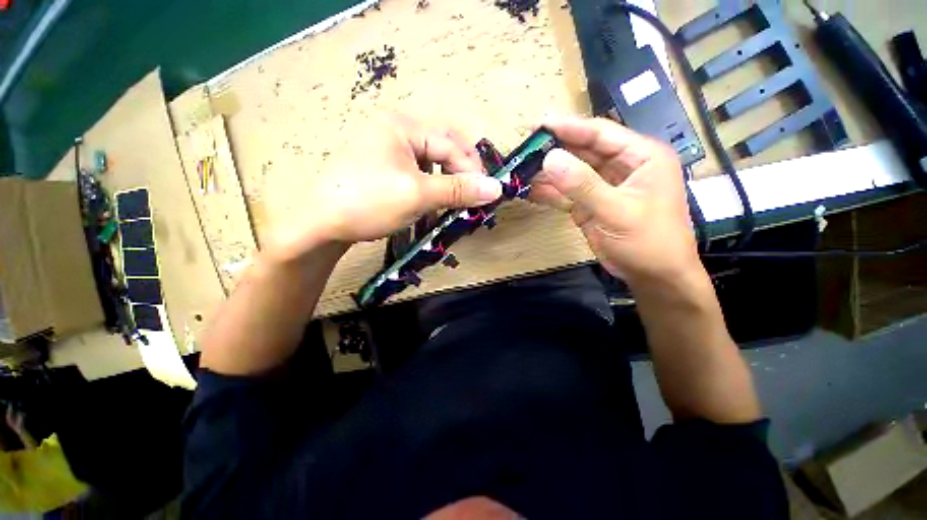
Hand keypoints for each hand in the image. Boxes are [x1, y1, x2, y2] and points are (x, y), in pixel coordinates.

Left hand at [270, 113, 501, 260]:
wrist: (320, 224)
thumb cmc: (369, 203)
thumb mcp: (418, 195)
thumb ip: (458, 190)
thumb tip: (497, 188)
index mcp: (401, 125)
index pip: (450, 144)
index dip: (471, 169)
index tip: (486, 194)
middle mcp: (395, 128)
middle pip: (442, 148)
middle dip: (460, 173)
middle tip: (472, 196)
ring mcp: (387, 147)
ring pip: (431, 161)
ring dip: (447, 181)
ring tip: (454, 201)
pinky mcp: (383, 166)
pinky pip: (418, 171)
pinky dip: (431, 186)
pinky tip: (433, 201)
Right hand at [531, 116, 700, 283]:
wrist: (653, 277)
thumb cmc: (648, 241)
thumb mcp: (617, 211)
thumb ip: (583, 185)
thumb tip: (549, 158)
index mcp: (640, 156)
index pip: (600, 133)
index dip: (569, 127)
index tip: (538, 124)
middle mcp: (621, 166)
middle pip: (582, 151)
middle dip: (553, 150)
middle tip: (524, 148)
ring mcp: (603, 187)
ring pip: (571, 173)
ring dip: (547, 173)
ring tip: (521, 170)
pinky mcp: (590, 205)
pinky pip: (566, 194)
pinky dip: (549, 193)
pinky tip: (530, 190)